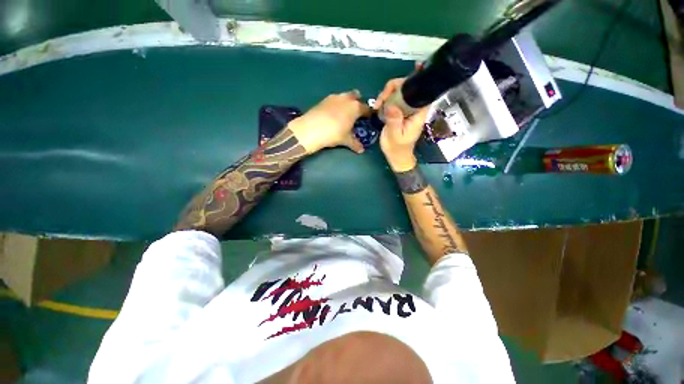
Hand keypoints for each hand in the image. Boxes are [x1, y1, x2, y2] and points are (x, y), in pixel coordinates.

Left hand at [288, 90, 369, 154]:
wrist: (311, 129)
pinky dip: (337, 104)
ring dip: (347, 102)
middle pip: (356, 96)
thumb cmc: (334, 133)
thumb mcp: (346, 140)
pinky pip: (335, 99)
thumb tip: (361, 150)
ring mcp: (334, 97)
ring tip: (344, 113)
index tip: (368, 118)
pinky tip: (333, 114)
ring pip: (345, 96)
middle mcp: (347, 99)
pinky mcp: (324, 99)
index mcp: (355, 107)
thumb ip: (355, 144)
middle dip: (358, 102)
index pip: (366, 108)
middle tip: (356, 113)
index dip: (368, 113)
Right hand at [375, 78, 428, 171]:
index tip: (414, 69)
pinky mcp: (397, 111)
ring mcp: (404, 109)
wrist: (395, 156)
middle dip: (394, 88)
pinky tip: (377, 107)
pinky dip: (384, 100)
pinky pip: (392, 100)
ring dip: (386, 94)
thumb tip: (391, 105)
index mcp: (418, 113)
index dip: (420, 79)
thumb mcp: (395, 136)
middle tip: (381, 99)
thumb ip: (394, 121)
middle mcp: (413, 108)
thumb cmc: (398, 148)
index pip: (422, 92)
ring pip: (398, 92)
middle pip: (408, 88)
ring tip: (377, 106)